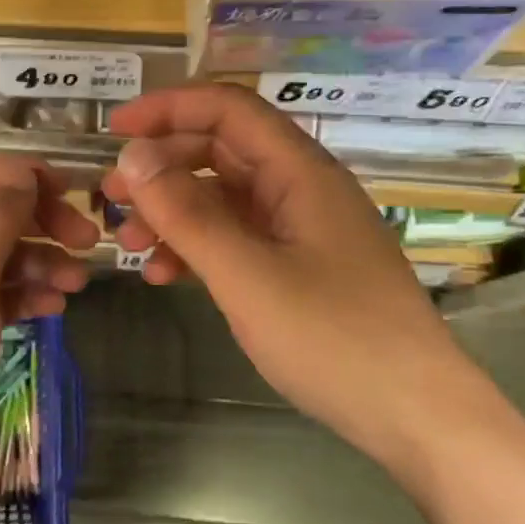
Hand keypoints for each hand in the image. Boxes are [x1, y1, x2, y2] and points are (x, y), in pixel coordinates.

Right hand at [101, 84, 462, 440]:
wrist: (415, 415)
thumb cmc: (333, 338)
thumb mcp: (247, 275)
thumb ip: (187, 214)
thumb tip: (133, 156)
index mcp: (300, 172)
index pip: (228, 110)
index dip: (169, 108)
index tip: (114, 131)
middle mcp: (301, 188)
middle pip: (221, 151)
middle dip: (162, 167)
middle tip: (110, 197)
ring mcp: (300, 230)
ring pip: (224, 199)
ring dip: (173, 212)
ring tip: (130, 244)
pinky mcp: (298, 267)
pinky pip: (237, 239)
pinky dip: (197, 248)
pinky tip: (166, 275)